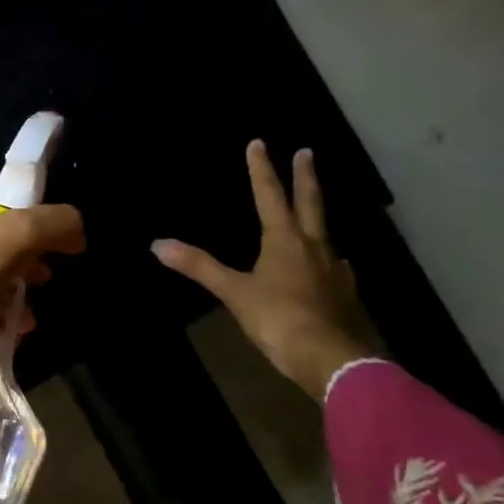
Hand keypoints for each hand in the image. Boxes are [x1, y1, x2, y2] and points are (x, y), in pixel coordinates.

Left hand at [0, 190, 85, 412]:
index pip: (2, 207)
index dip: (32, 229)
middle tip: (42, 283)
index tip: (51, 254)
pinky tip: (6, 329)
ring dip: (10, 292)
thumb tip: (76, 229)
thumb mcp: (18, 235)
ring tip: (27, 315)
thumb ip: (55, 223)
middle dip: (24, 264)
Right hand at [153, 141, 378, 400]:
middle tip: (307, 152)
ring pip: (326, 235)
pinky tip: (327, 268)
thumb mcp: (234, 293)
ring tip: (311, 216)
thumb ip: (199, 267)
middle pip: (310, 204)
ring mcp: (335, 270)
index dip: (261, 170)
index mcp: (285, 241)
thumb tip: (158, 244)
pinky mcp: (346, 294)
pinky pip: (334, 266)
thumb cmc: (279, 320)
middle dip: (306, 177)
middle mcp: (314, 247)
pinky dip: (326, 259)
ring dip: (317, 218)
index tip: (258, 143)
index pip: (270, 196)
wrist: (334, 360)